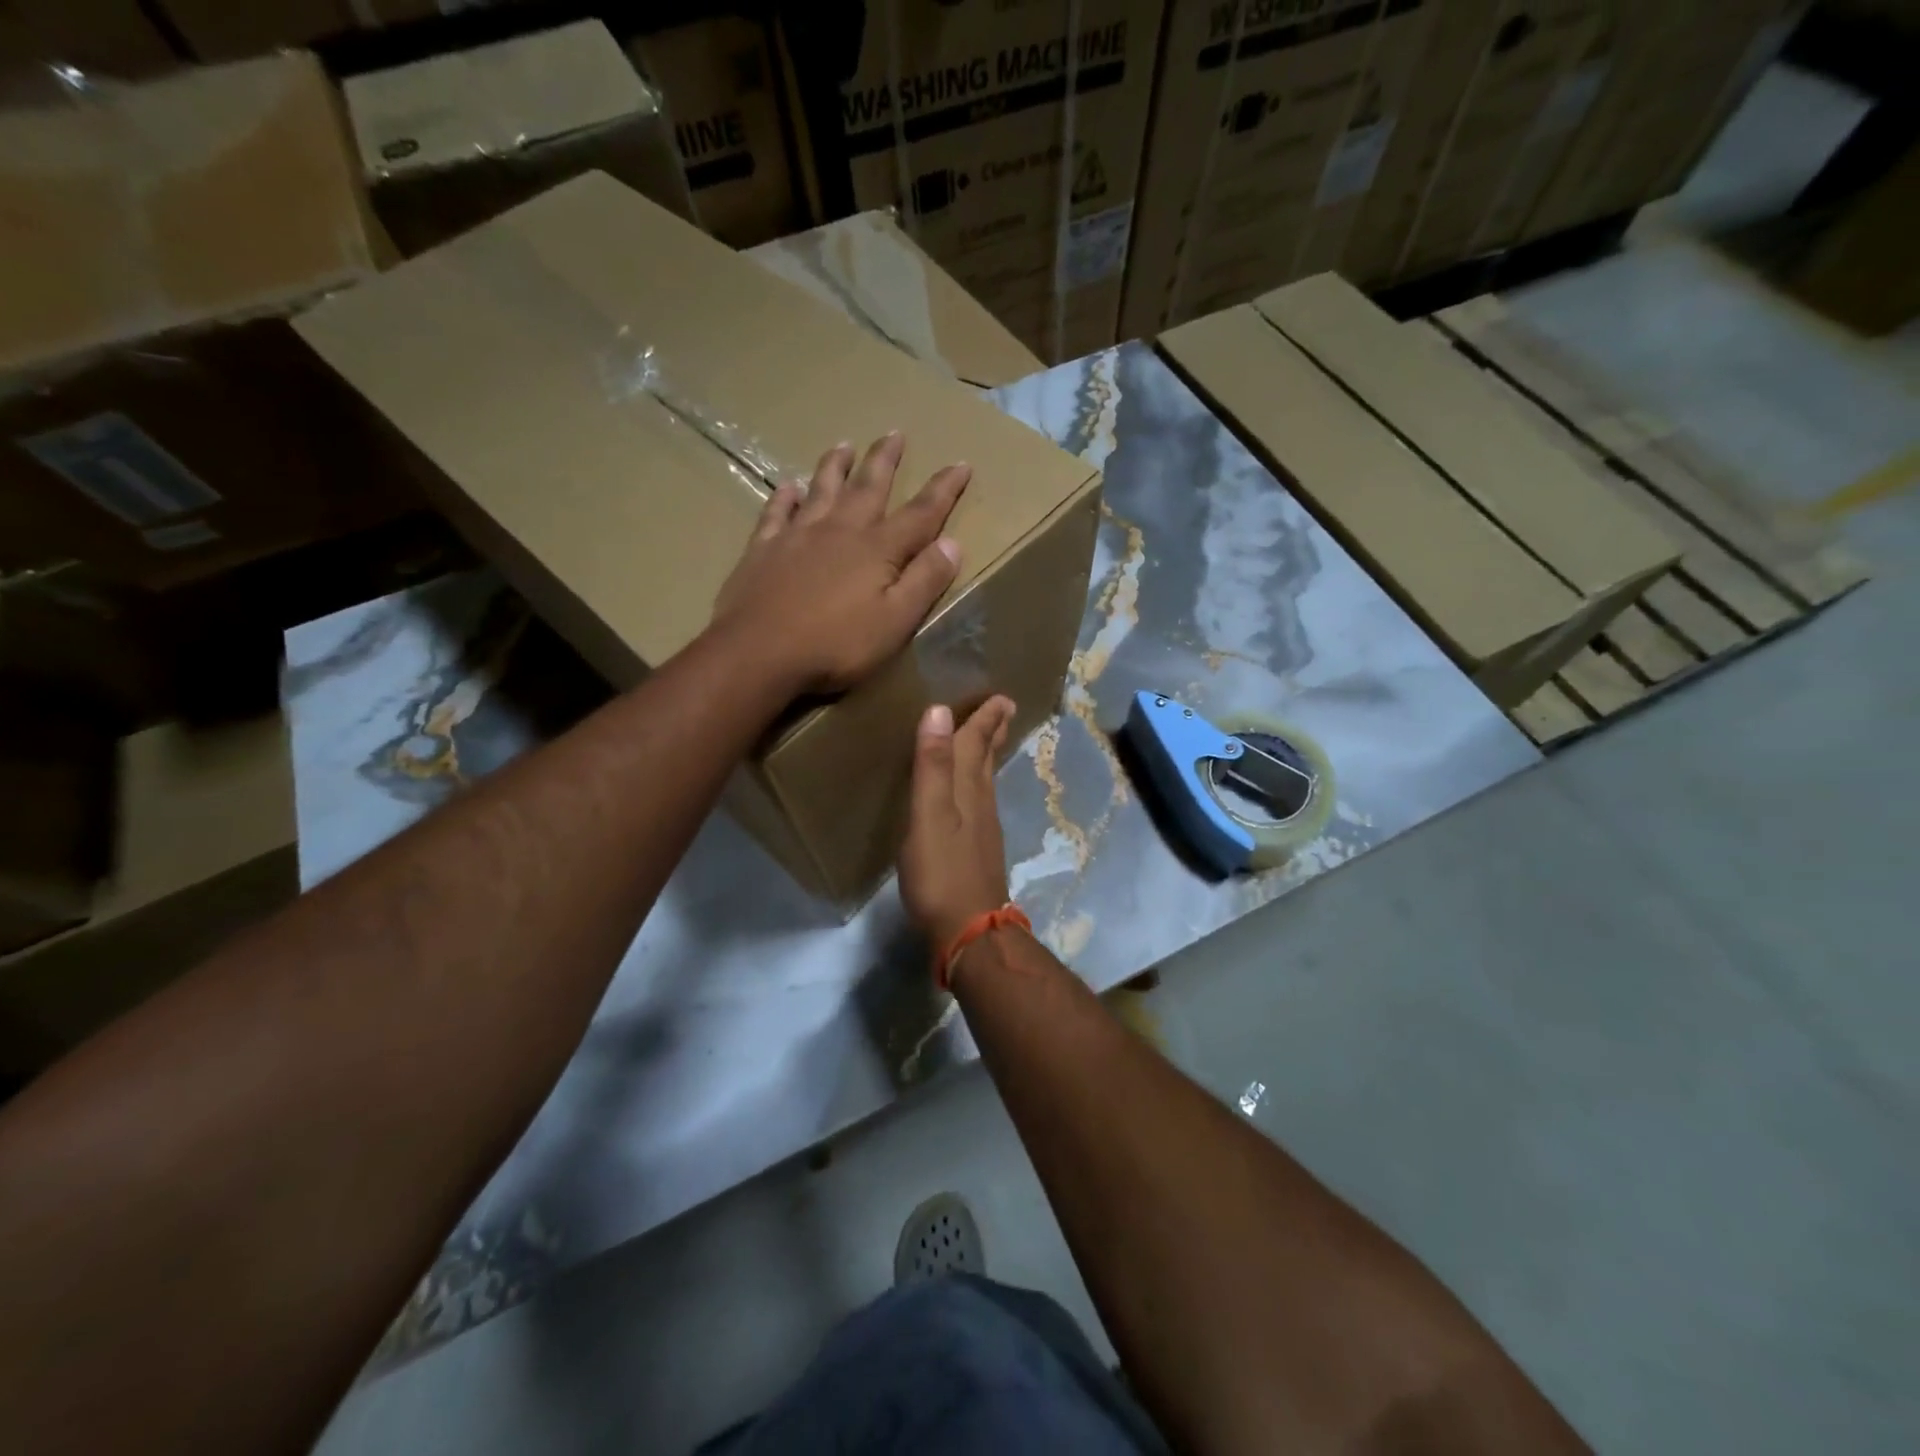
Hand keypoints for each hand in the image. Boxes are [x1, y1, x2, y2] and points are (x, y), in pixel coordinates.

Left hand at [711, 435, 969, 693]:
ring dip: (835, 467)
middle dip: (885, 461)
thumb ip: (925, 581)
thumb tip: (953, 543)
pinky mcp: (762, 550)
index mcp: (877, 550)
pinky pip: (776, 513)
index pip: (920, 514)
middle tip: (894, 433)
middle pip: (868, 487)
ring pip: (821, 490)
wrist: (759, 653)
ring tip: (844, 445)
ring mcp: (797, 536)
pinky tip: (789, 487)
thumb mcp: (895, 621)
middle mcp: (839, 531)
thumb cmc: (836, 645)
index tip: (961, 464)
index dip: (944, 490)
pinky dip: (785, 497)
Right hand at [900, 695, 1015, 950]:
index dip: (984, 718)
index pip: (975, 744)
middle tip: (1004, 708)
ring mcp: (982, 830)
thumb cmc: (941, 871)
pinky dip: (978, 786)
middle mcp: (980, 803)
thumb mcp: (929, 815)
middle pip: (986, 759)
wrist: (969, 930)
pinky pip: (980, 803)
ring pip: (985, 781)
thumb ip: (932, 766)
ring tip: (987, 741)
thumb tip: (939, 710)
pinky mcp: (978, 852)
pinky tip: (972, 796)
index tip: (1001, 695)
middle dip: (992, 732)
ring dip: (986, 756)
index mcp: (967, 790)